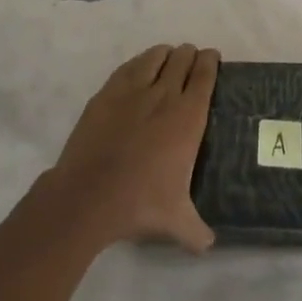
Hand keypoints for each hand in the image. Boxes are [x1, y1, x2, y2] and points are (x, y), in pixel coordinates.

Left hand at [47, 44, 218, 252]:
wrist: (89, 195)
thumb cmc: (139, 202)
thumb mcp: (176, 221)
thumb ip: (197, 230)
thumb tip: (210, 245)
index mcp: (187, 117)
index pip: (205, 76)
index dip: (210, 61)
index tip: (213, 57)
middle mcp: (164, 95)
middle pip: (182, 59)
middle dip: (189, 55)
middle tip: (192, 60)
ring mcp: (132, 91)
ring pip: (154, 57)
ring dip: (165, 55)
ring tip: (168, 57)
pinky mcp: (106, 93)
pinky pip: (128, 67)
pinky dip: (138, 63)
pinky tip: (139, 68)